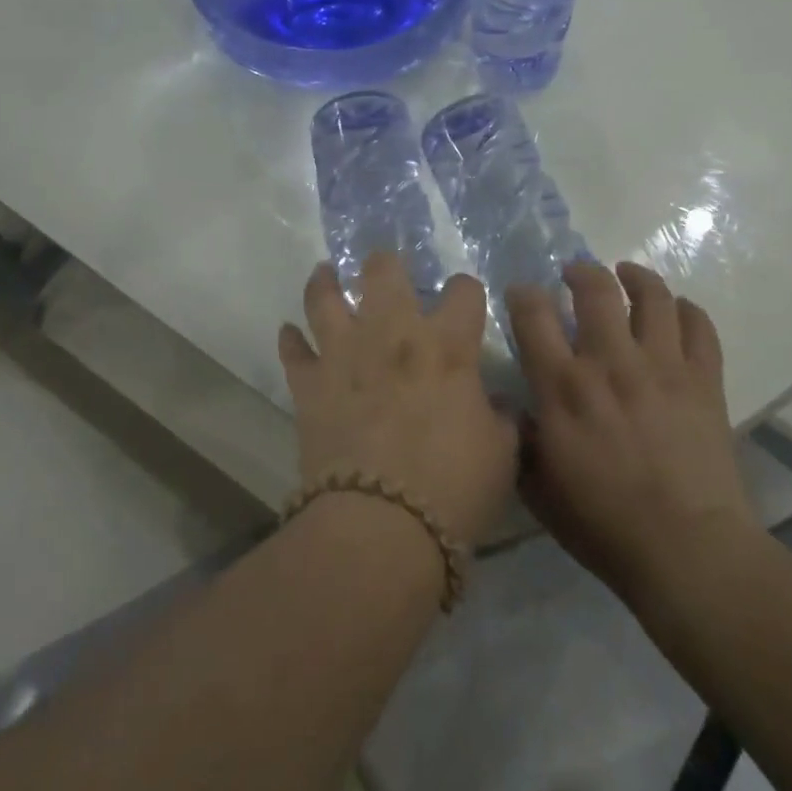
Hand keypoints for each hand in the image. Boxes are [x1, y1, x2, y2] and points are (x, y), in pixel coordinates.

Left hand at [279, 254, 518, 549]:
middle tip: (385, 269)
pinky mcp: (309, 385)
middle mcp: (393, 335)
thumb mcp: (501, 454)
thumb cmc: (453, 488)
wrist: (381, 526)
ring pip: (325, 297)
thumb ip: (501, 419)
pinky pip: (293, 350)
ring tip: (325, 274)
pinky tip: (290, 333)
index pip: (463, 291)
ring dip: (325, 282)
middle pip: (383, 272)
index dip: (466, 290)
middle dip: (386, 264)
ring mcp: (344, 355)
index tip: (465, 300)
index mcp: (447, 346)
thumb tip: (495, 405)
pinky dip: (291, 340)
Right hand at [508, 261, 755, 602]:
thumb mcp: (538, 489)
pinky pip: (699, 327)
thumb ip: (520, 441)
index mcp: (563, 388)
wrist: (687, 551)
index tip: (522, 293)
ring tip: (626, 274)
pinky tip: (676, 310)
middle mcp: (610, 363)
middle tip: (574, 273)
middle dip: (580, 271)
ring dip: (636, 276)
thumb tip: (514, 410)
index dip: (524, 294)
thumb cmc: (603, 526)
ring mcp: (663, 367)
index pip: (534, 316)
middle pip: (595, 289)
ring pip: (652, 297)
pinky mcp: (704, 381)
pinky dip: (687, 310)